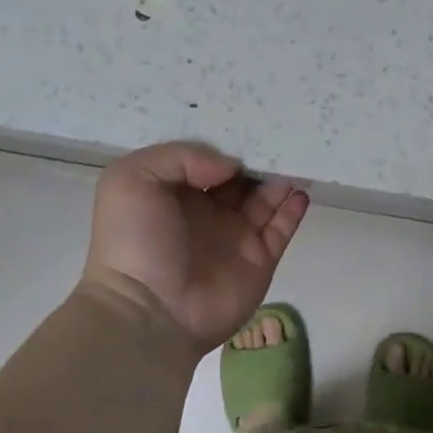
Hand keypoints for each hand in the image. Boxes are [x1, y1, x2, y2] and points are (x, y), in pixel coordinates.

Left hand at [80, 142, 308, 356]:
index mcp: (174, 192)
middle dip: (258, 157)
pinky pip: (282, 228)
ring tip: (297, 157)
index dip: (224, 143)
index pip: (205, 160)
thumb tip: (230, 166)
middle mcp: (207, 211)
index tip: (247, 121)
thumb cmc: (134, 242)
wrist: (149, 311)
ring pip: (266, 199)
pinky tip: (301, 191)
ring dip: (281, 179)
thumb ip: (180, 157)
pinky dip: (294, 209)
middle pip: (240, 177)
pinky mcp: (260, 259)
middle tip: (282, 134)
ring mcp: (236, 236)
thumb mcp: (131, 180)